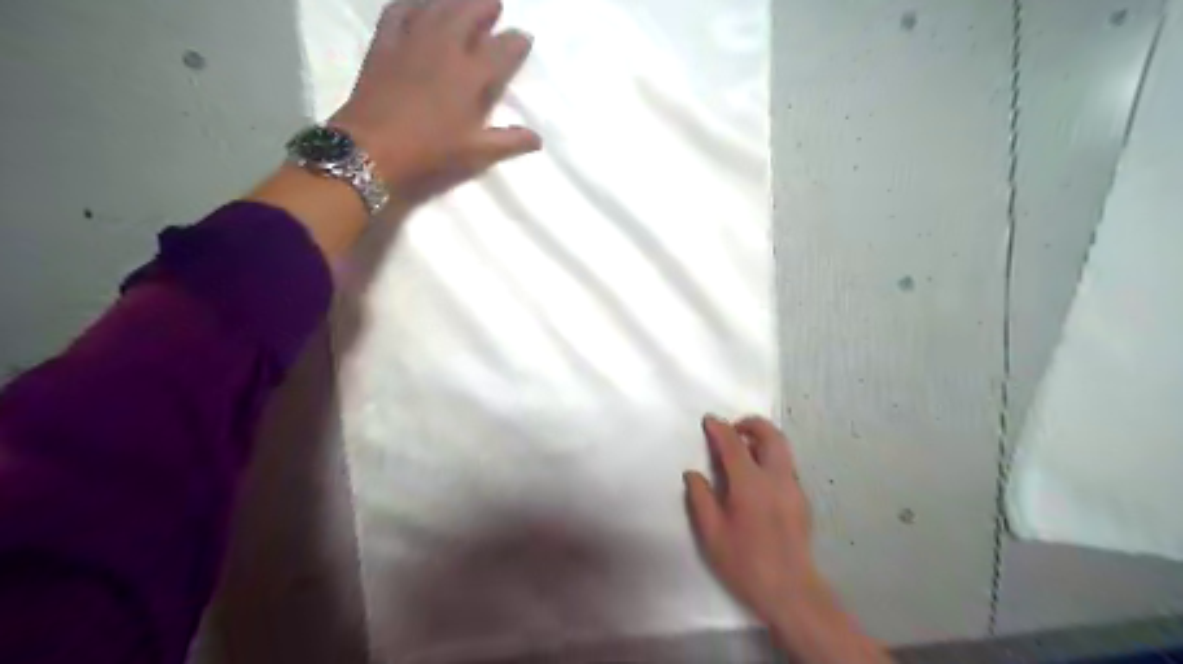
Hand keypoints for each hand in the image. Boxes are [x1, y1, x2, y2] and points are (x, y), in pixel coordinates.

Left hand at [327, 0, 538, 201]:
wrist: (372, 149)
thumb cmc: (430, 152)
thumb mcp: (475, 153)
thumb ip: (509, 142)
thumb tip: (538, 139)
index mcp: (470, 76)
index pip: (502, 50)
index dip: (517, 42)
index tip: (525, 38)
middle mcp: (445, 48)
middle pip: (469, 13)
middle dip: (485, 7)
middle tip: (494, 6)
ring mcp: (412, 41)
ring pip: (437, 6)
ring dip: (455, 0)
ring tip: (465, 0)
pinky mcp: (385, 43)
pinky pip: (400, 10)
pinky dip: (413, 3)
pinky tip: (420, 4)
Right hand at [689, 417, 891, 660]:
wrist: (790, 591)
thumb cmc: (745, 563)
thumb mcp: (712, 534)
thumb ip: (701, 498)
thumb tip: (693, 474)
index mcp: (751, 484)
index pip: (734, 444)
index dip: (720, 428)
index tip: (708, 420)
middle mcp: (777, 478)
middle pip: (771, 435)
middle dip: (752, 423)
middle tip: (733, 428)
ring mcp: (794, 488)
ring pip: (783, 448)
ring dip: (763, 439)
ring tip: (744, 449)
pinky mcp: (802, 500)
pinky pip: (786, 466)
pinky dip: (771, 457)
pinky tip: (757, 478)